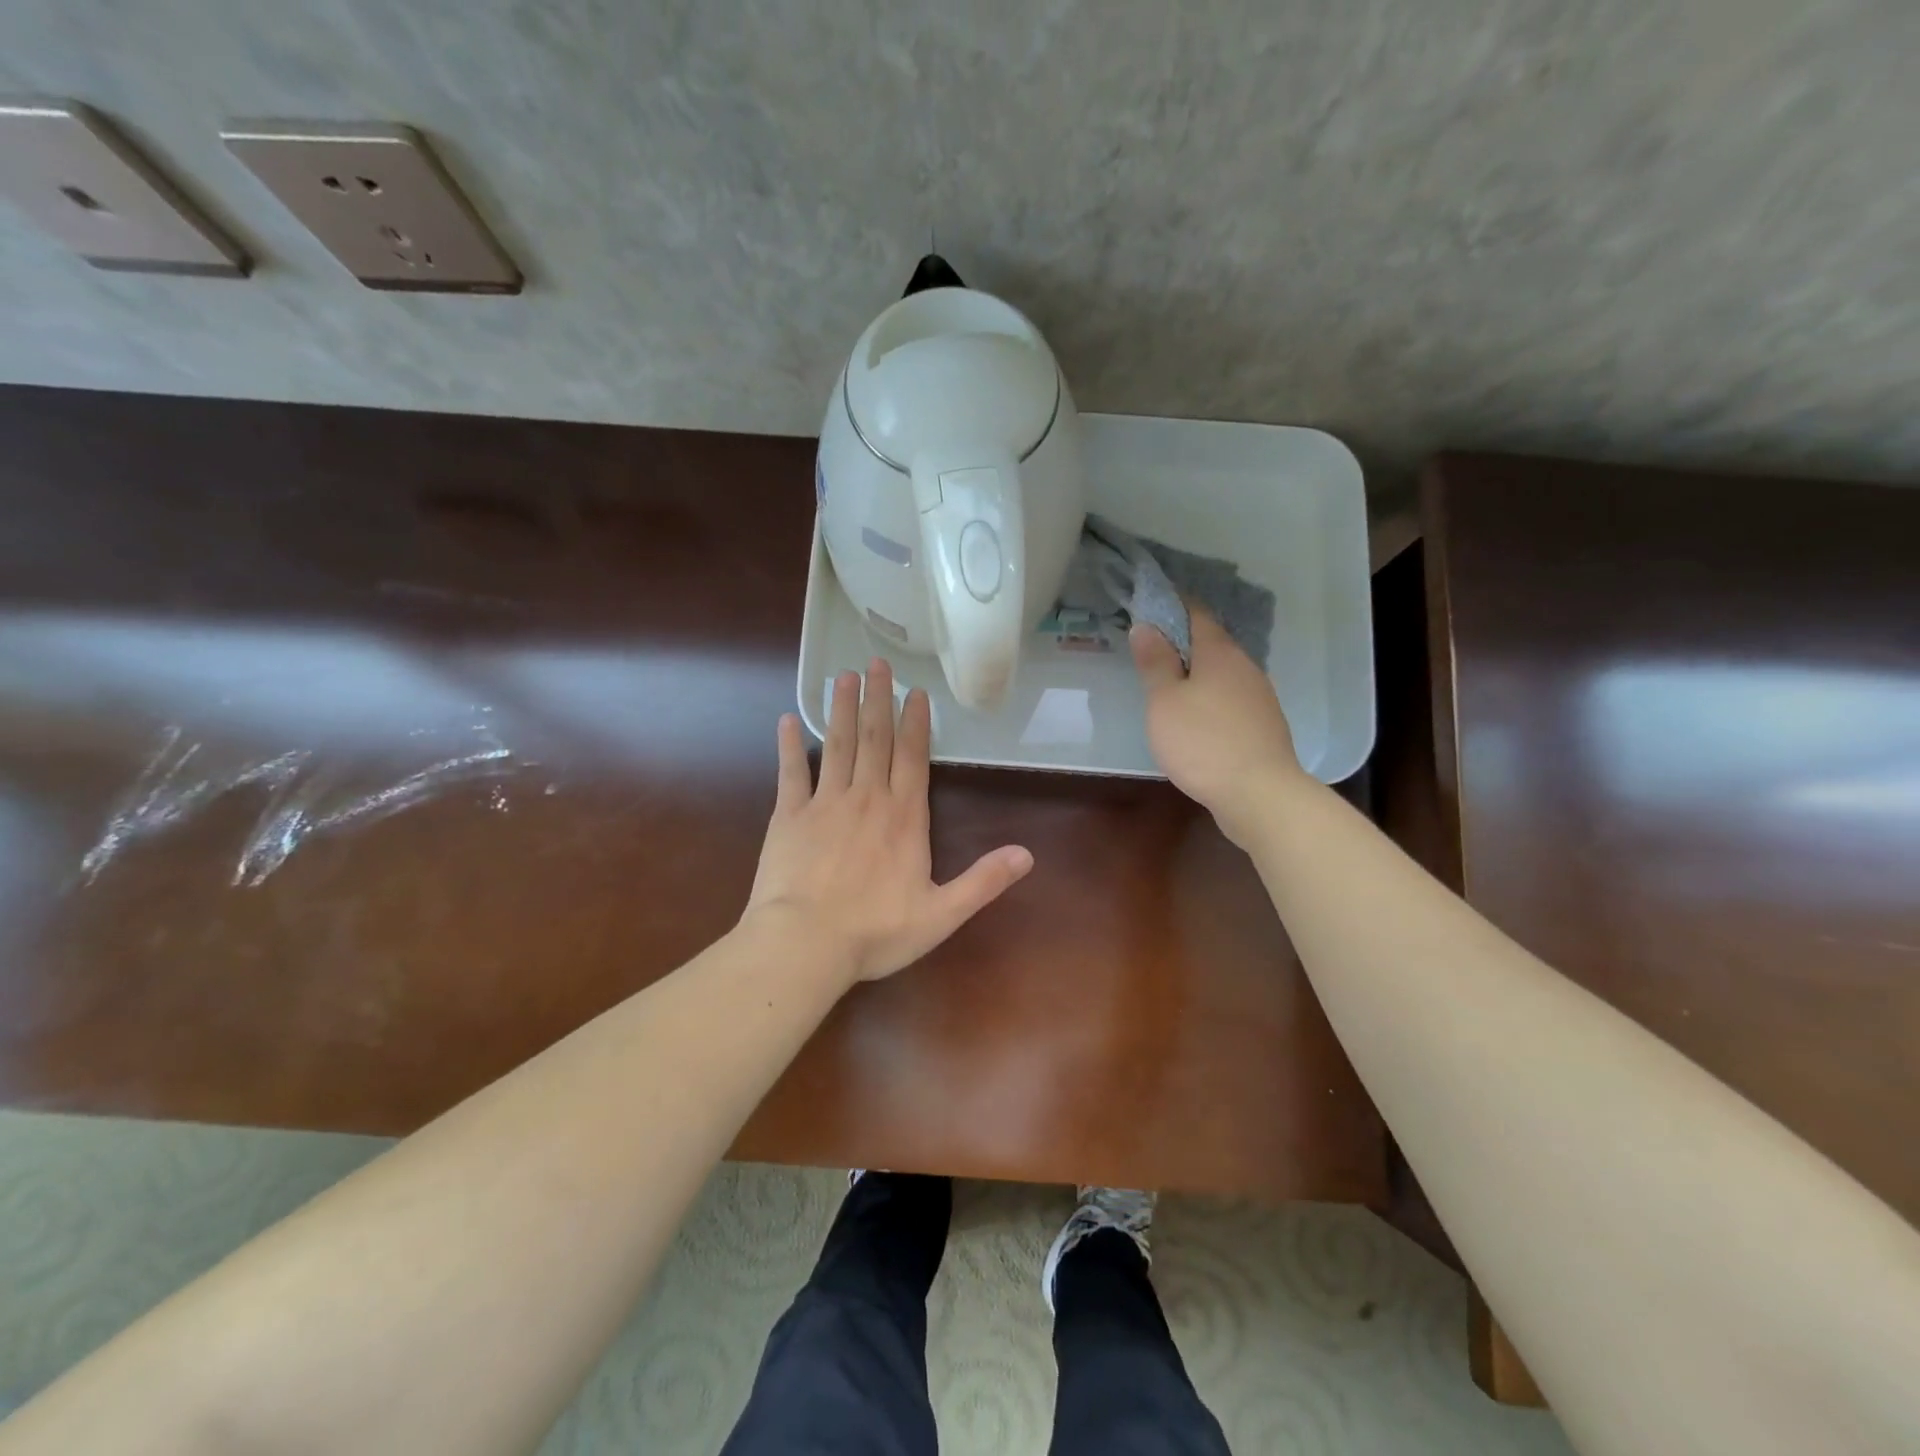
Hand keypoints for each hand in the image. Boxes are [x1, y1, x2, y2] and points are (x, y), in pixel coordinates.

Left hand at [746, 658, 1033, 984]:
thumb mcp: (942, 914)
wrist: (805, 944)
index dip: (916, 723)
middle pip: (875, 739)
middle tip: (876, 663)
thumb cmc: (876, 932)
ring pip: (837, 744)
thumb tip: (1028, 855)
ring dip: (841, 708)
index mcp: (904, 817)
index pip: (913, 758)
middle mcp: (867, 799)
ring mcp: (825, 803)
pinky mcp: (789, 816)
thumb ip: (984, 881)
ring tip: (843, 676)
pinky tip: (787, 719)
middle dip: (877, 699)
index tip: (915, 692)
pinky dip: (788, 745)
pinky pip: (790, 772)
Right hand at [1131, 609, 1305, 846]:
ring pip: (1223, 673)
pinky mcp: (1264, 725)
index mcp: (1219, 653)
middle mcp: (1245, 666)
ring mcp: (1260, 697)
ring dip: (1198, 673)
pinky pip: (1231, 699)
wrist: (1260, 794)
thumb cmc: (1203, 741)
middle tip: (1151, 649)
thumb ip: (1155, 663)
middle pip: (1212, 643)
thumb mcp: (1165, 701)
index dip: (1174, 605)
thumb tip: (1146, 625)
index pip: (1197, 614)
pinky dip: (1211, 698)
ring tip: (1170, 685)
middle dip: (1183, 641)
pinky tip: (1197, 718)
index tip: (1150, 605)